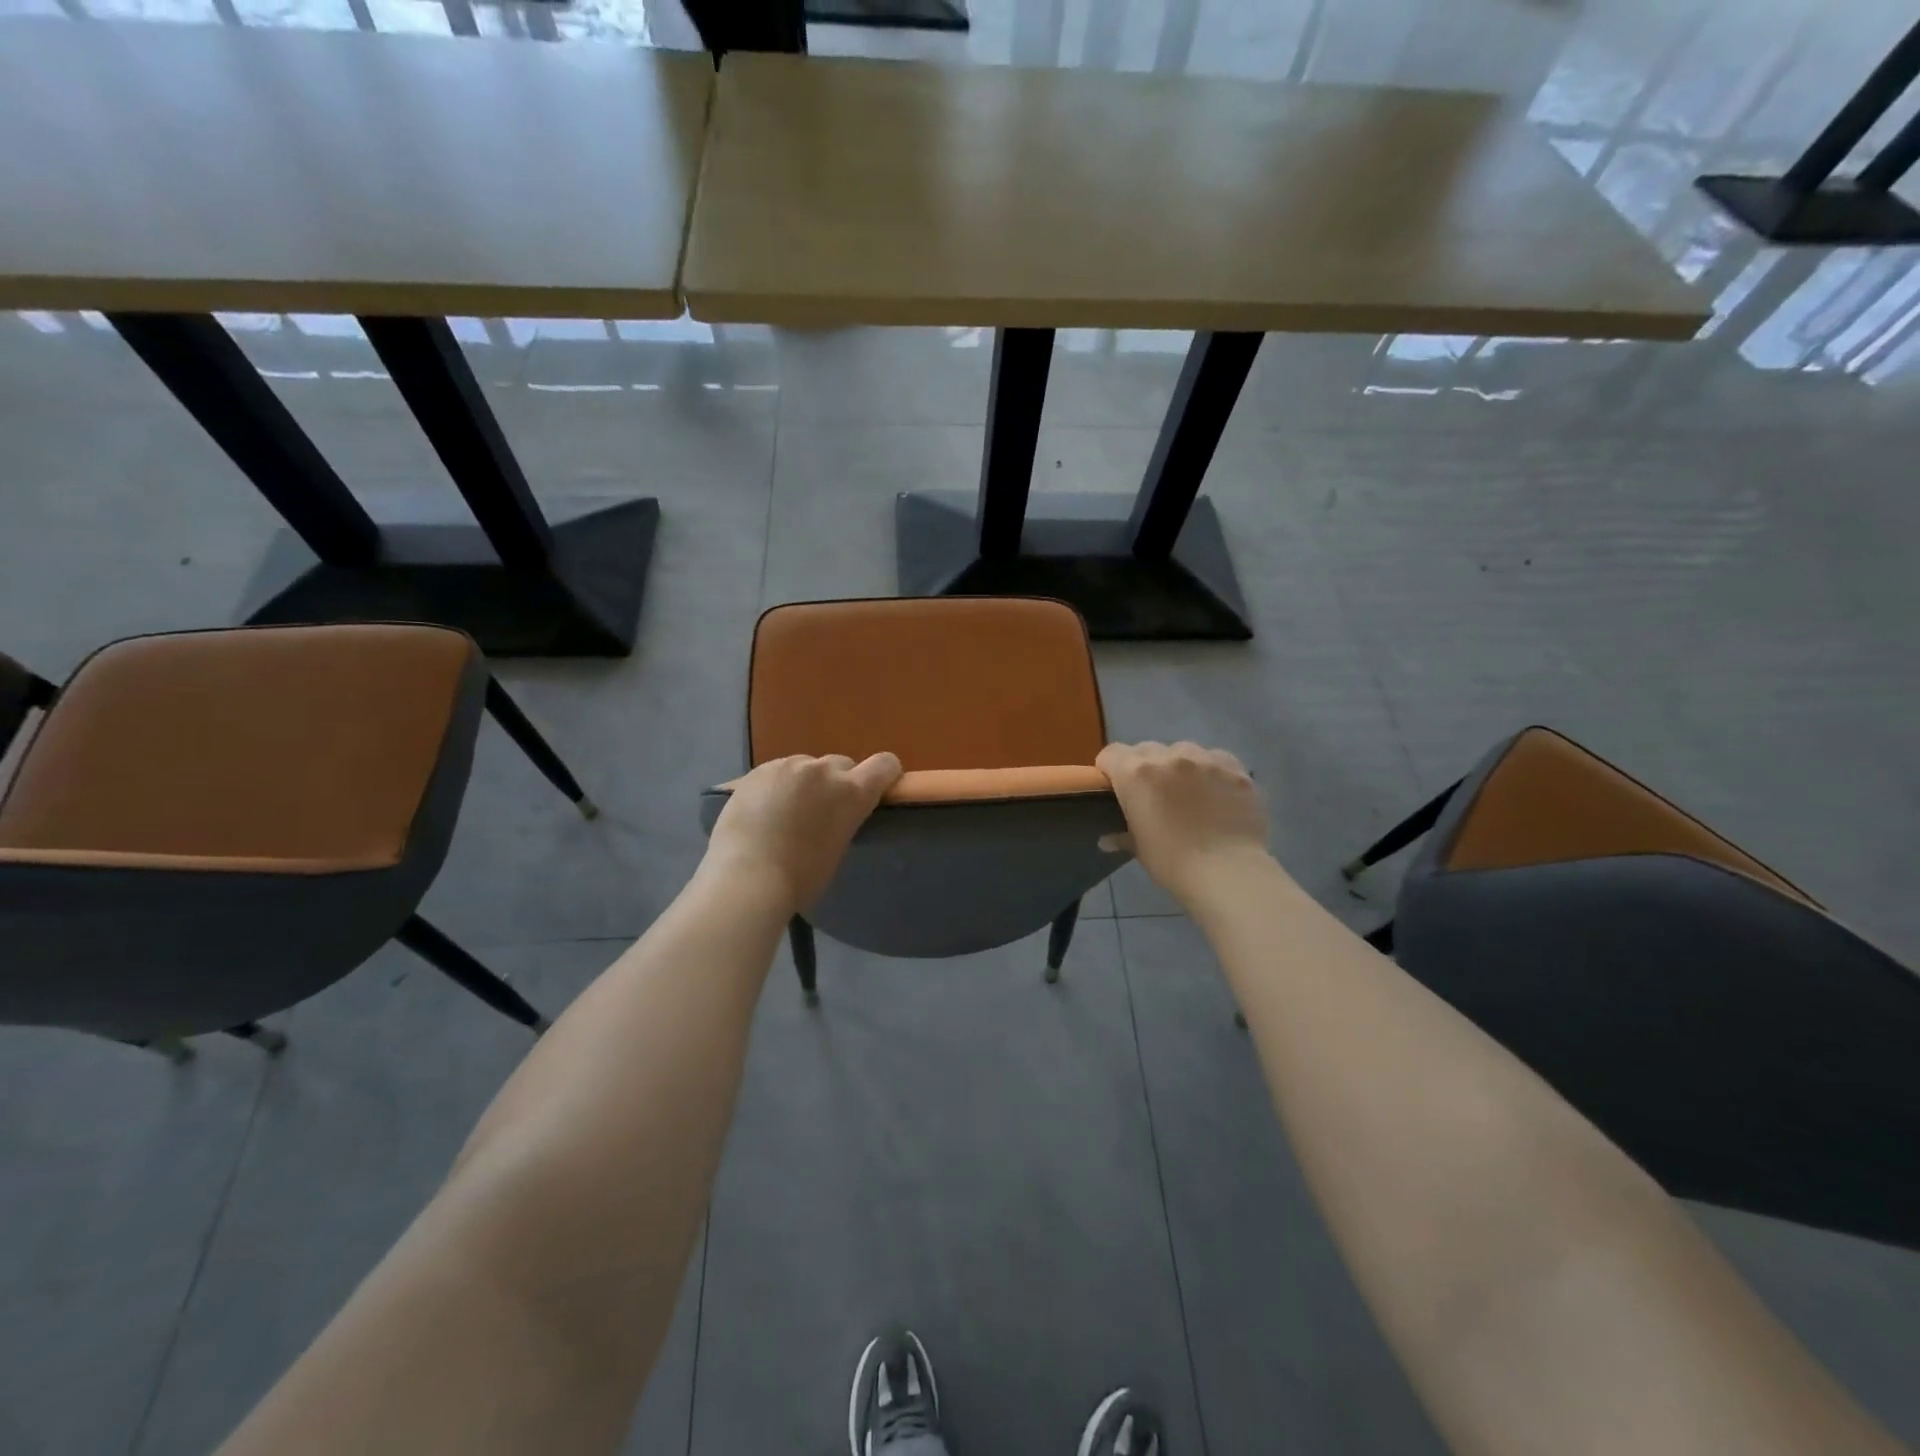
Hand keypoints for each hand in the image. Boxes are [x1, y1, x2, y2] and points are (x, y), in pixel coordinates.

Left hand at [706, 753, 902, 913]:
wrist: (747, 878)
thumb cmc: (801, 878)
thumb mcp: (838, 847)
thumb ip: (844, 819)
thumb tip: (834, 814)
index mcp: (852, 792)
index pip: (885, 765)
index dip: (885, 775)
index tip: (876, 791)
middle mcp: (824, 770)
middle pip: (842, 764)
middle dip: (837, 782)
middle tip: (822, 811)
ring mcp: (787, 766)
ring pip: (806, 766)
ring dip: (805, 782)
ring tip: (786, 812)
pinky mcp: (757, 771)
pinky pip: (776, 772)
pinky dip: (776, 786)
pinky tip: (761, 811)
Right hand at [1096, 741, 1269, 905]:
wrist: (1227, 872)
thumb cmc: (1172, 863)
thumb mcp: (1139, 849)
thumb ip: (1122, 834)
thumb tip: (1108, 839)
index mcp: (1136, 774)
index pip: (1111, 754)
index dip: (1110, 770)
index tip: (1116, 788)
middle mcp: (1168, 756)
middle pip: (1146, 750)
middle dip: (1145, 767)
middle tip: (1153, 794)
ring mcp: (1204, 759)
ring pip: (1182, 750)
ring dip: (1179, 766)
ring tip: (1189, 791)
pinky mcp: (1234, 767)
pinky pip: (1215, 759)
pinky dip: (1211, 770)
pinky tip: (1217, 792)